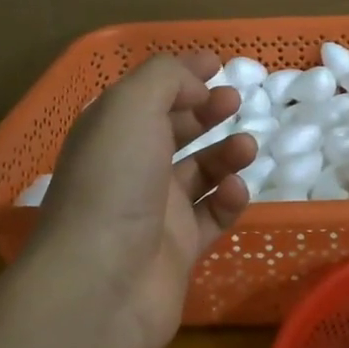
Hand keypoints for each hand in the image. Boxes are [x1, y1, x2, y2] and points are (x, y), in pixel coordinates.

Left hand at [34, 53, 255, 347]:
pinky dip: (229, 199)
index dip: (182, 74)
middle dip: (207, 111)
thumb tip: (196, 87)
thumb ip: (166, 78)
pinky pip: (213, 215)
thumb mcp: (131, 106)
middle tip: (234, 102)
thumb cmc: (114, 181)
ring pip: (201, 171)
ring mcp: (155, 210)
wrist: (102, 281)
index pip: (149, 93)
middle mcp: (130, 167)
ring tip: (246, 148)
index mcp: (110, 132)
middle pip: (175, 129)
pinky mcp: (179, 248)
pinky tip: (235, 191)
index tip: (217, 65)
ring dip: (226, 153)